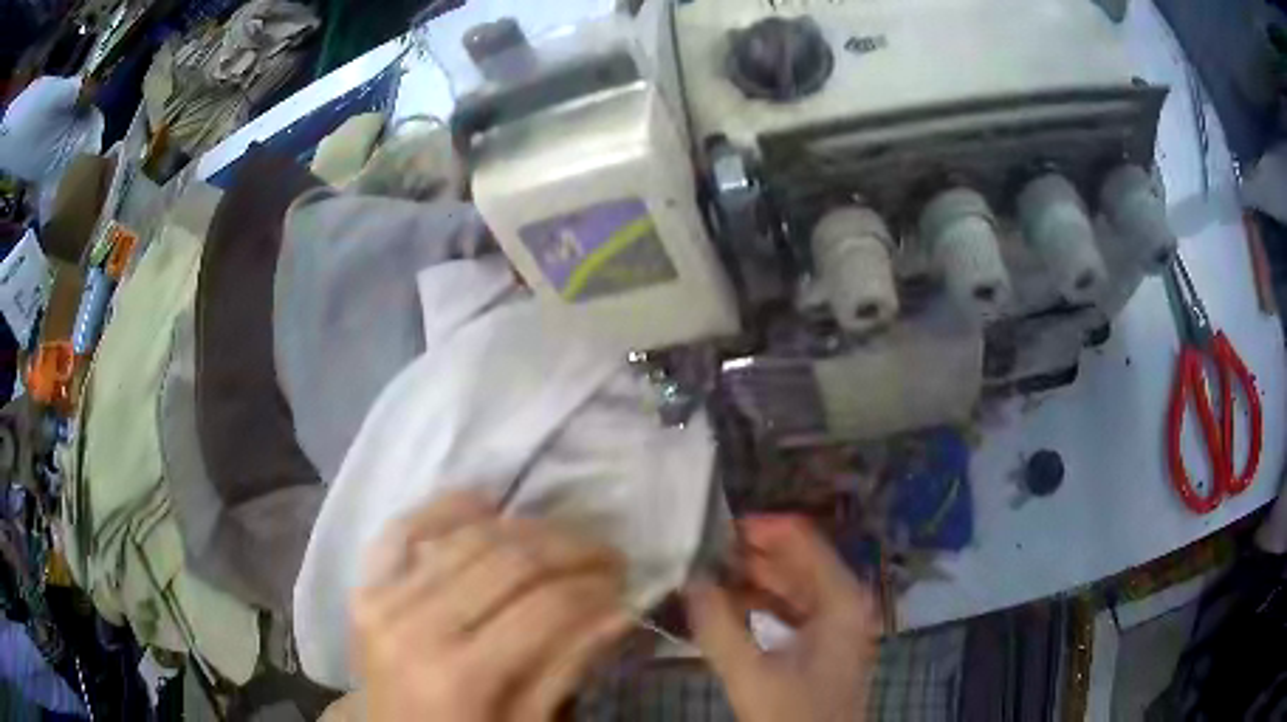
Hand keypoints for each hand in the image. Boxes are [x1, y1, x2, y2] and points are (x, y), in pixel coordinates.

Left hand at [352, 492, 631, 721]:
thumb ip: (565, 668)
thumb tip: (619, 610)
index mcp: (461, 678)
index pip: (544, 609)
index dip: (594, 588)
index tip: (625, 582)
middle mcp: (416, 629)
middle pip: (507, 563)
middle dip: (570, 549)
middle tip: (608, 554)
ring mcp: (382, 601)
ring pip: (467, 539)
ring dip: (525, 527)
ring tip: (563, 537)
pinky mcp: (365, 588)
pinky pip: (403, 530)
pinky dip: (445, 508)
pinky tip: (485, 502)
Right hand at [685, 516, 881, 721]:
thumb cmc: (793, 714)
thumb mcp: (749, 673)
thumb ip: (716, 625)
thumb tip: (688, 580)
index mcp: (840, 597)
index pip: (801, 538)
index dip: (759, 528)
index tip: (712, 530)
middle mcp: (844, 600)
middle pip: (797, 558)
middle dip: (750, 554)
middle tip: (700, 553)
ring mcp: (837, 621)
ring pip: (793, 584)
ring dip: (752, 578)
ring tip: (706, 576)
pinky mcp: (824, 642)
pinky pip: (792, 607)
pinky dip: (761, 602)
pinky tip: (728, 606)